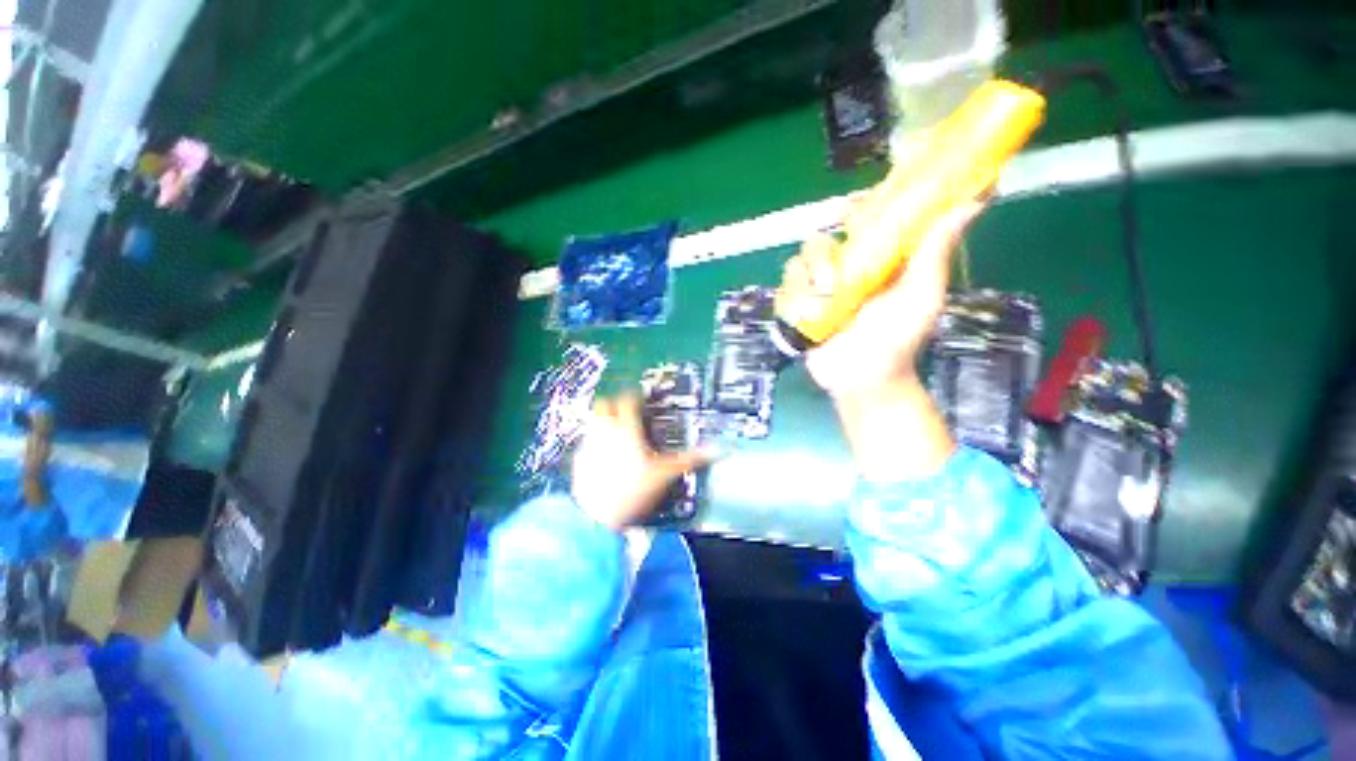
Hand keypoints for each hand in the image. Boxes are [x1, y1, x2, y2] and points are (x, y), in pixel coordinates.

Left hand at [572, 395, 714, 530]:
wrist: (598, 517)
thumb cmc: (633, 491)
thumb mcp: (665, 475)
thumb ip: (688, 460)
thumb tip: (714, 451)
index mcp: (626, 429)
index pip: (627, 399)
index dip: (635, 396)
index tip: (642, 401)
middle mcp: (605, 430)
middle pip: (605, 403)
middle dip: (615, 404)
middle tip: (627, 414)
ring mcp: (589, 443)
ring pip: (593, 420)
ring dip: (604, 420)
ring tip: (617, 433)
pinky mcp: (579, 459)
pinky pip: (587, 441)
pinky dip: (595, 442)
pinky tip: (604, 456)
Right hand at [782, 196, 981, 481]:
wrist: (865, 379)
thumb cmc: (898, 339)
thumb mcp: (922, 295)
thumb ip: (935, 252)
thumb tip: (971, 204)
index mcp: (874, 259)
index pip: (859, 221)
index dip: (853, 208)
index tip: (851, 209)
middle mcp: (843, 269)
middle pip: (820, 240)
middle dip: (821, 253)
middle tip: (832, 273)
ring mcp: (818, 290)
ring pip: (798, 264)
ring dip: (807, 279)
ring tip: (823, 300)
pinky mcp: (799, 309)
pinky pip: (784, 292)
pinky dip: (792, 300)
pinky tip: (806, 315)